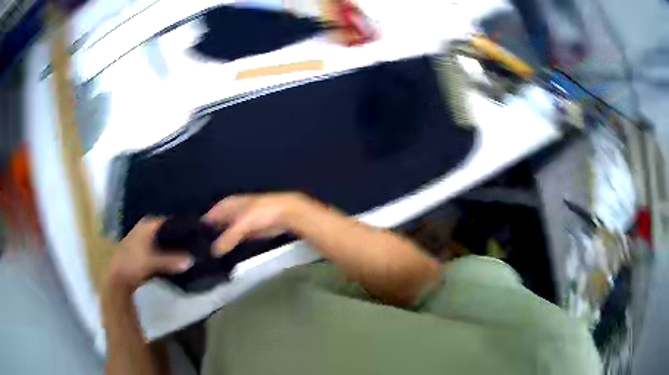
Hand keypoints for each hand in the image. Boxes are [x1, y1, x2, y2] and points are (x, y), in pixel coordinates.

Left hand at [105, 217, 192, 293]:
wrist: (118, 278)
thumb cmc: (132, 263)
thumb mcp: (153, 262)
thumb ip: (172, 260)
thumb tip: (193, 260)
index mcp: (147, 225)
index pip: (169, 220)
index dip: (182, 226)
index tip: (196, 233)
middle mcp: (145, 228)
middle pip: (167, 231)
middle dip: (179, 237)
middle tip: (196, 243)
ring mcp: (143, 239)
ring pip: (163, 240)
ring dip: (174, 246)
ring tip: (190, 251)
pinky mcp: (143, 251)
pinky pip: (160, 248)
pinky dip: (167, 253)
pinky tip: (177, 259)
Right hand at [204, 193, 308, 255]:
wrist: (285, 214)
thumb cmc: (262, 213)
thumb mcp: (242, 224)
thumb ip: (228, 237)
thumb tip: (213, 251)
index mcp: (228, 204)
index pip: (209, 214)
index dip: (201, 224)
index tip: (191, 237)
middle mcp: (231, 212)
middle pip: (216, 224)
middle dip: (209, 234)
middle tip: (197, 249)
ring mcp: (240, 223)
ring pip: (225, 232)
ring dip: (218, 241)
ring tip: (206, 254)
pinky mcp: (248, 233)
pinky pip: (234, 239)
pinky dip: (229, 245)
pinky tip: (222, 254)